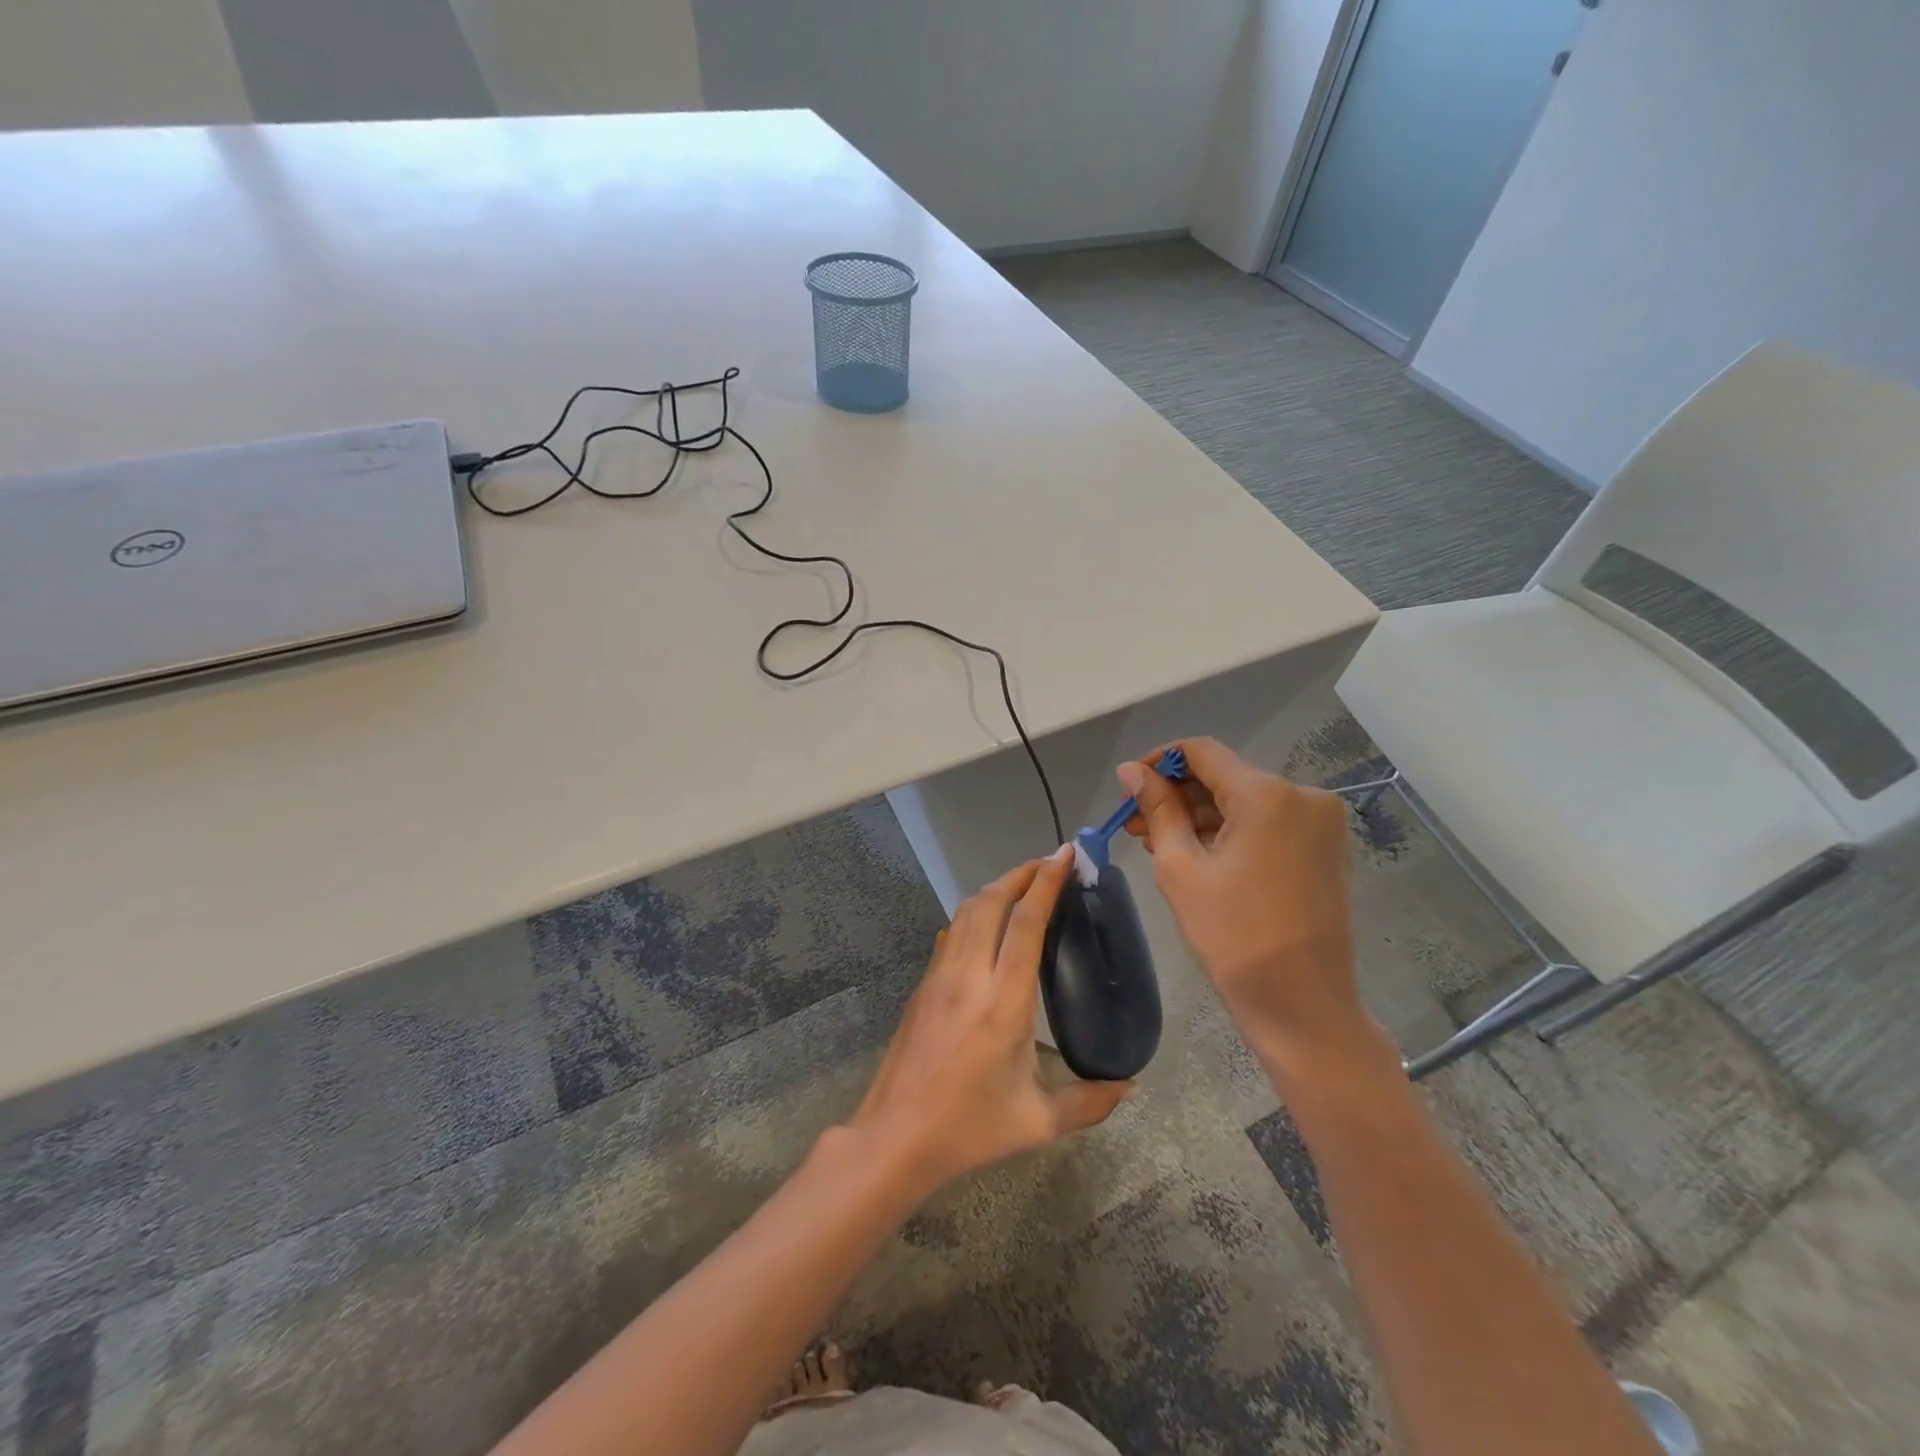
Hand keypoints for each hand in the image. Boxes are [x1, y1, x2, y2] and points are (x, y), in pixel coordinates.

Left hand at [849, 848, 1133, 1194]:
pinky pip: (952, 932)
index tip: (1064, 855)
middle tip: (1049, 862)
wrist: (895, 1137)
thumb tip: (1130, 1086)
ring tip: (1022, 883)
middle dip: (1021, 873)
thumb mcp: (1038, 1122)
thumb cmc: (969, 1128)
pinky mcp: (923, 985)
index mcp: (1004, 1003)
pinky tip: (987, 922)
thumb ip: (1090, 1102)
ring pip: (966, 911)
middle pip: (992, 902)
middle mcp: (969, 976)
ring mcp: (940, 976)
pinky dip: (975, 911)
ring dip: (996, 888)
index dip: (1046, 883)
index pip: (1026, 924)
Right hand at [1120, 739, 1383, 1079]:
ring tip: (1158, 843)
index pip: (1202, 752)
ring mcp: (1320, 823)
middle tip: (1135, 824)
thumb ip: (1157, 809)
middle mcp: (1302, 795)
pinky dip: (1230, 832)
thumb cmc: (1233, 936)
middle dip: (1177, 795)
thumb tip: (1131, 770)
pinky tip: (1197, 854)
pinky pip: (1267, 823)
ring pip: (1244, 801)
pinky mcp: (1324, 848)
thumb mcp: (1181, 868)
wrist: (1302, 1004)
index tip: (1129, 788)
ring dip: (1200, 816)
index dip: (1159, 762)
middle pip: (1224, 776)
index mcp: (1267, 795)